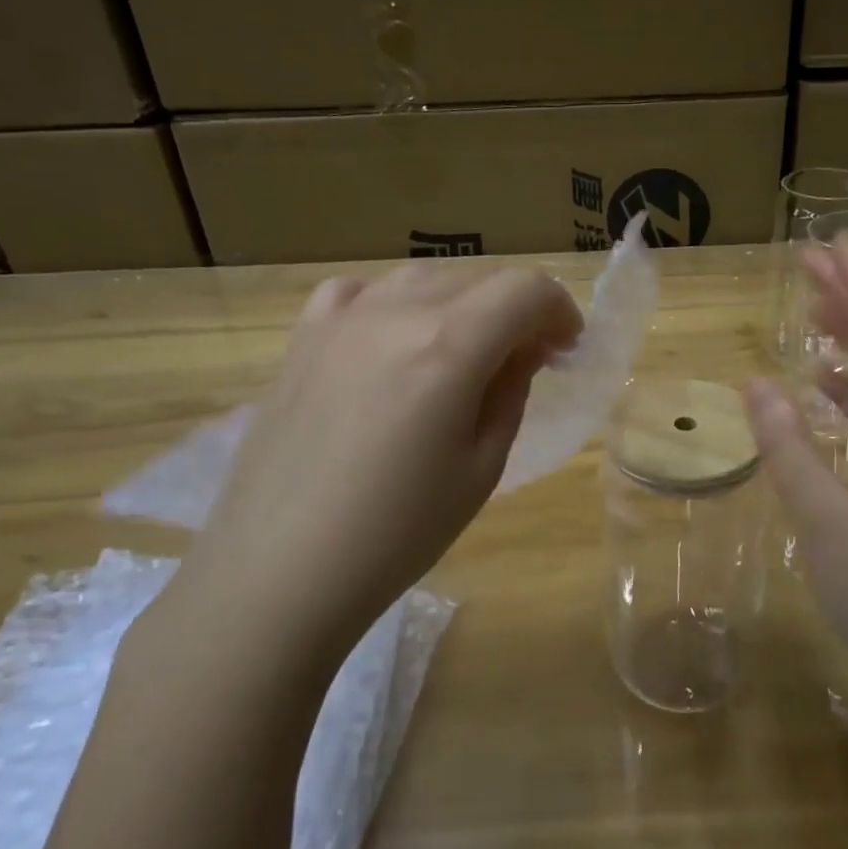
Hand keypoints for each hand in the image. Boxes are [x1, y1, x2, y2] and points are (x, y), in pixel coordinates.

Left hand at [173, 262, 581, 660]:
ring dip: (462, 304)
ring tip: (464, 352)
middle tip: (526, 359)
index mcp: (449, 349)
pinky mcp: (302, 339)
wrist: (281, 570)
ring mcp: (340, 320)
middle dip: (517, 310)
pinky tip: (392, 340)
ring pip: (422, 278)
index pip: (525, 289)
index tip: (565, 349)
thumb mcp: (481, 468)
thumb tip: (524, 349)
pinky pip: (359, 292)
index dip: (559, 310)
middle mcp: (394, 314)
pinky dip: (394, 303)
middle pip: (478, 278)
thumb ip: (510, 392)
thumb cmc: (398, 534)